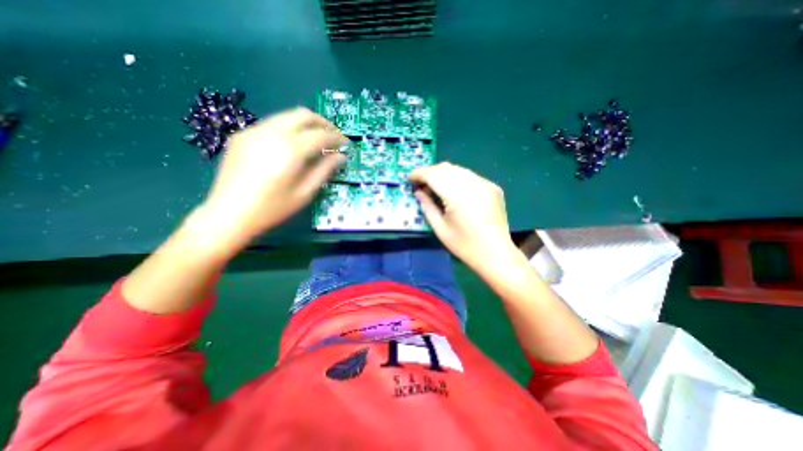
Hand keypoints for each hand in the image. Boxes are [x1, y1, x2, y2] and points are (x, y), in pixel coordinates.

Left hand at [200, 107, 347, 251]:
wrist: (228, 214)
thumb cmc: (272, 208)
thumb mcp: (305, 193)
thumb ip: (324, 170)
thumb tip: (340, 157)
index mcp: (290, 149)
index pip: (321, 135)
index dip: (337, 138)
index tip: (346, 144)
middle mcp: (272, 133)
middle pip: (304, 115)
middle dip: (323, 123)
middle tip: (333, 137)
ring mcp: (254, 131)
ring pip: (287, 116)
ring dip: (306, 124)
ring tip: (316, 140)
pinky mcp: (242, 135)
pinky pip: (272, 124)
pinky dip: (289, 129)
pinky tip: (291, 145)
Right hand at [411, 162, 516, 273]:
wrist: (496, 253)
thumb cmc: (465, 246)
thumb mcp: (440, 229)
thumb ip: (427, 207)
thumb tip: (419, 192)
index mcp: (457, 195)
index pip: (433, 174)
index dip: (419, 174)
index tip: (410, 178)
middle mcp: (472, 183)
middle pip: (445, 168)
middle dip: (430, 173)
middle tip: (421, 184)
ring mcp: (485, 183)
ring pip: (458, 169)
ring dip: (443, 174)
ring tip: (436, 187)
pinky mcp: (492, 187)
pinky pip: (470, 176)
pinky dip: (457, 179)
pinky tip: (455, 192)